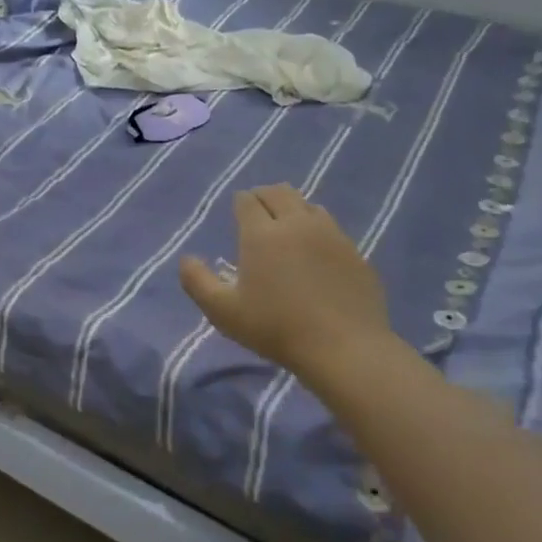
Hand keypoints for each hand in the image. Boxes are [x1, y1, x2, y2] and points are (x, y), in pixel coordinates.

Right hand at [178, 186, 395, 391]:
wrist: (345, 349)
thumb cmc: (276, 328)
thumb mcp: (223, 311)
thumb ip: (197, 281)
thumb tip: (186, 258)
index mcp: (262, 233)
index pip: (247, 200)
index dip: (239, 203)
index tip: (236, 215)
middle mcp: (297, 224)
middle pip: (279, 192)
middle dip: (264, 196)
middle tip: (257, 214)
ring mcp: (331, 235)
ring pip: (308, 205)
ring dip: (292, 209)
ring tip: (286, 228)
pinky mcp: (355, 252)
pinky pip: (331, 227)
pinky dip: (317, 229)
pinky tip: (315, 252)